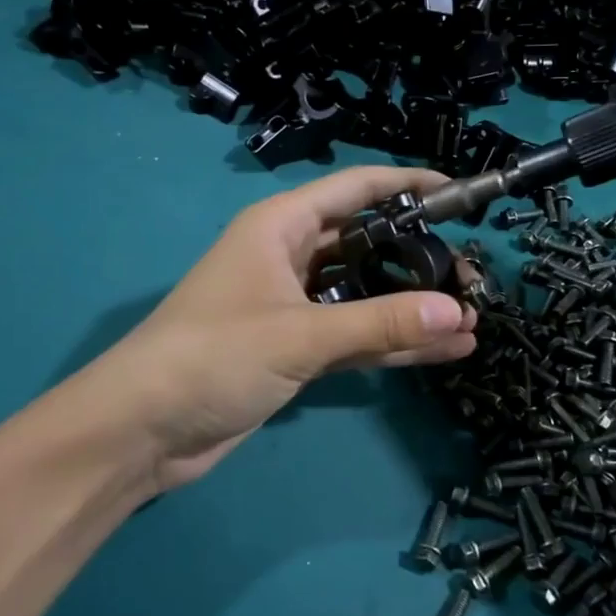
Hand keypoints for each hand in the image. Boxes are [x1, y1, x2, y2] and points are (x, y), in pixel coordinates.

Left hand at [61, 167, 476, 495]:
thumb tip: (459, 313)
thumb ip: (381, 323)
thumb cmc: (212, 356)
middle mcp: (290, 257)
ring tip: (472, 318)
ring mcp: (295, 305)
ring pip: (366, 295)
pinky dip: (393, 343)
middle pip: (367, 243)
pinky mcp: (297, 349)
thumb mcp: (300, 334)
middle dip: (419, 256)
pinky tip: (444, 352)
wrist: (143, 430)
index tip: (458, 193)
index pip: (355, 189)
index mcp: (281, 226)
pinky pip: (356, 336)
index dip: (407, 185)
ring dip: (412, 307)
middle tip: (472, 275)